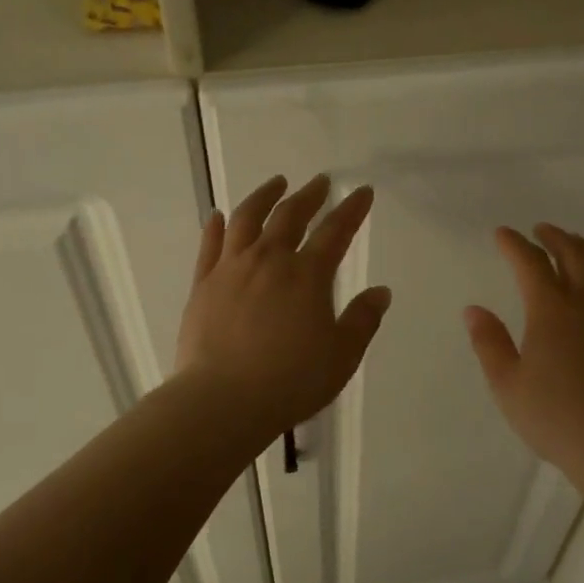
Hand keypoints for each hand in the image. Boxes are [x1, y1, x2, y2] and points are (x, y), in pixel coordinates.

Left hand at [176, 174, 391, 449]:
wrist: (223, 400)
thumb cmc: (291, 381)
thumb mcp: (341, 356)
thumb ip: (363, 320)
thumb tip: (380, 291)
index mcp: (307, 276)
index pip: (336, 232)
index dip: (352, 210)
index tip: (362, 191)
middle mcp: (269, 261)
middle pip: (290, 216)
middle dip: (309, 196)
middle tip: (320, 182)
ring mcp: (231, 269)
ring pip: (247, 219)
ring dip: (264, 197)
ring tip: (275, 183)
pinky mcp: (203, 285)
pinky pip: (210, 245)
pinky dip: (216, 226)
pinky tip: (219, 216)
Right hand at [465, 224, 583, 484]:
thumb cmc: (554, 417)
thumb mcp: (507, 385)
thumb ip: (489, 343)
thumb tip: (474, 310)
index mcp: (552, 309)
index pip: (531, 262)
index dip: (514, 244)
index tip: (502, 234)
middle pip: (574, 252)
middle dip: (553, 237)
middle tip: (539, 231)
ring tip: (575, 245)